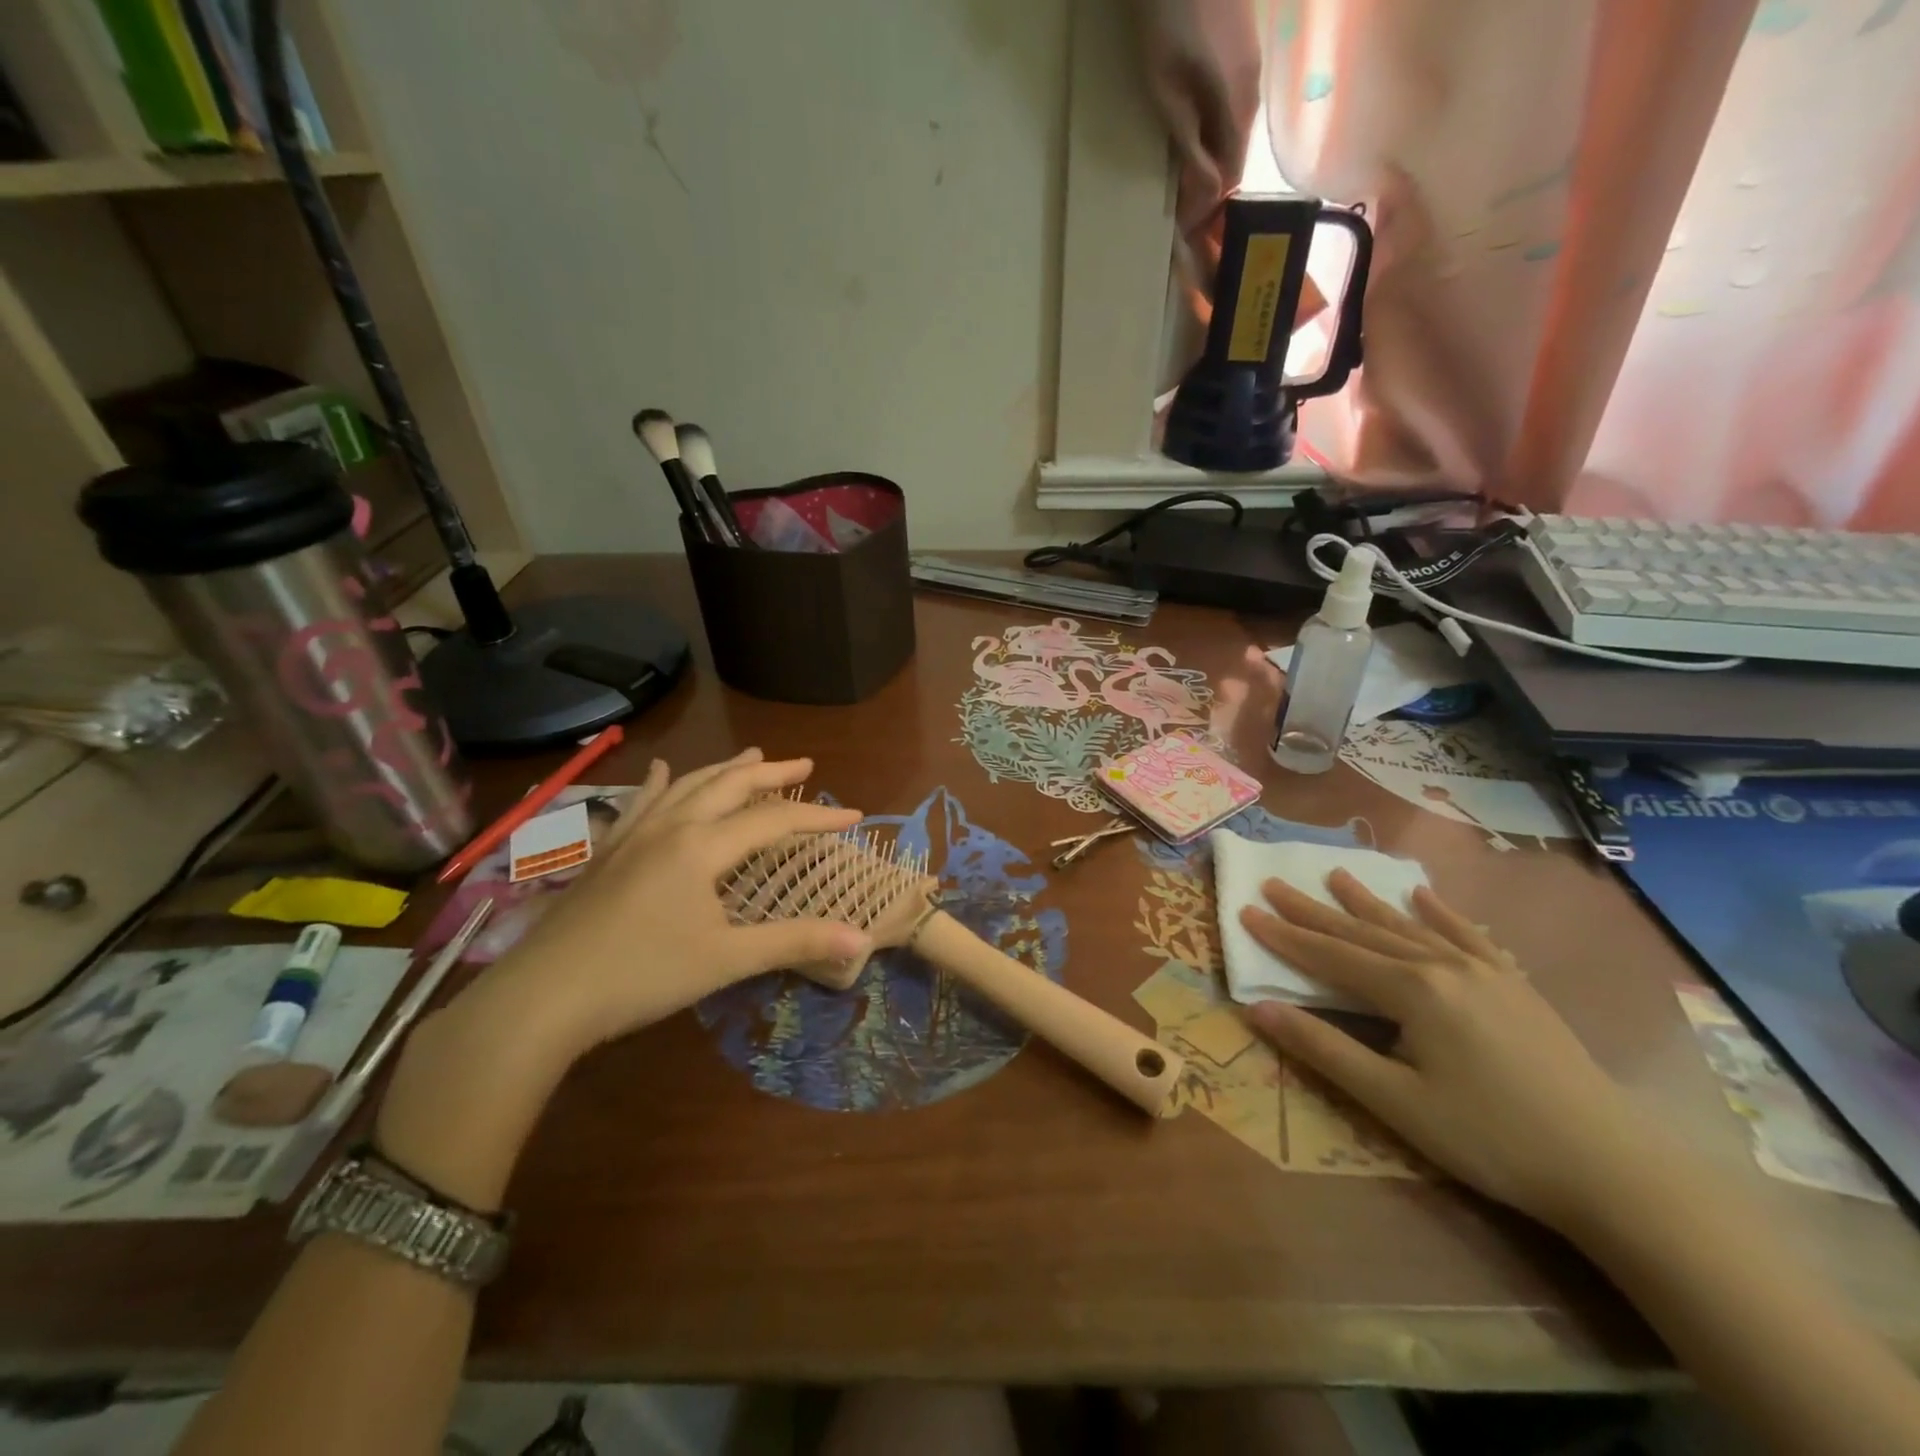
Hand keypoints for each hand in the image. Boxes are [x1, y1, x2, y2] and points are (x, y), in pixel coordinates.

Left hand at [376, 749, 870, 1208]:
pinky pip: (638, 804)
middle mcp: (671, 827)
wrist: (542, 997)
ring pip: (687, 785)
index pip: (774, 819)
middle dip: (771, 772)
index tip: (854, 815)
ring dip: (724, 769)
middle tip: (804, 763)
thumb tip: (860, 939)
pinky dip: (657, 783)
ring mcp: (633, 835)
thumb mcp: (726, 959)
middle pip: (729, 785)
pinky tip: (659, 769)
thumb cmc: (641, 975)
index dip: (818, 816)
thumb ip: (794, 942)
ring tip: (751, 756)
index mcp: (702, 846)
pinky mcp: (606, 852)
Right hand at [1240, 870, 1649, 1231]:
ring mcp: (1484, 971)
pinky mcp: (1516, 986)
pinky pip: (1468, 936)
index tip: (1245, 909)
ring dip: (1367, 902)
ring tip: (1335, 874)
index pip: (1330, 956)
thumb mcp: (1395, 1101)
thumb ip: (1324, 1048)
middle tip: (1274, 882)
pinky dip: (1440, 913)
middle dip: (1314, 910)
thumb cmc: (1491, 1138)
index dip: (1284, 935)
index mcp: (1411, 990)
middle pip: (1363, 933)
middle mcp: (1442, 965)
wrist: (1613, 1168)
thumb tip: (1257, 1009)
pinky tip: (1424, 895)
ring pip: (1409, 927)